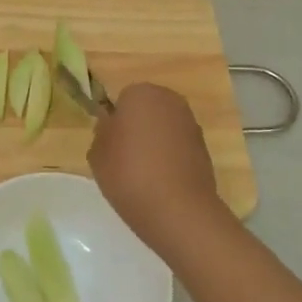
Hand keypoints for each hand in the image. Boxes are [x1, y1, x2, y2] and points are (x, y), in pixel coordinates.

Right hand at [87, 83, 230, 257]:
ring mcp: (191, 124)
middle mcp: (170, 101)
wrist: (176, 208)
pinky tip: (160, 182)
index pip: (122, 99)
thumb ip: (102, 132)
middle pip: (147, 110)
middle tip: (123, 158)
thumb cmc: (128, 173)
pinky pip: (178, 147)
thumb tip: (112, 126)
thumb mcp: (97, 153)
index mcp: (141, 93)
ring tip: (142, 174)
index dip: (115, 121)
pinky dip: (170, 158)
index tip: (110, 144)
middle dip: (137, 128)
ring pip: (164, 129)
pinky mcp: (204, 148)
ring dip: (155, 143)